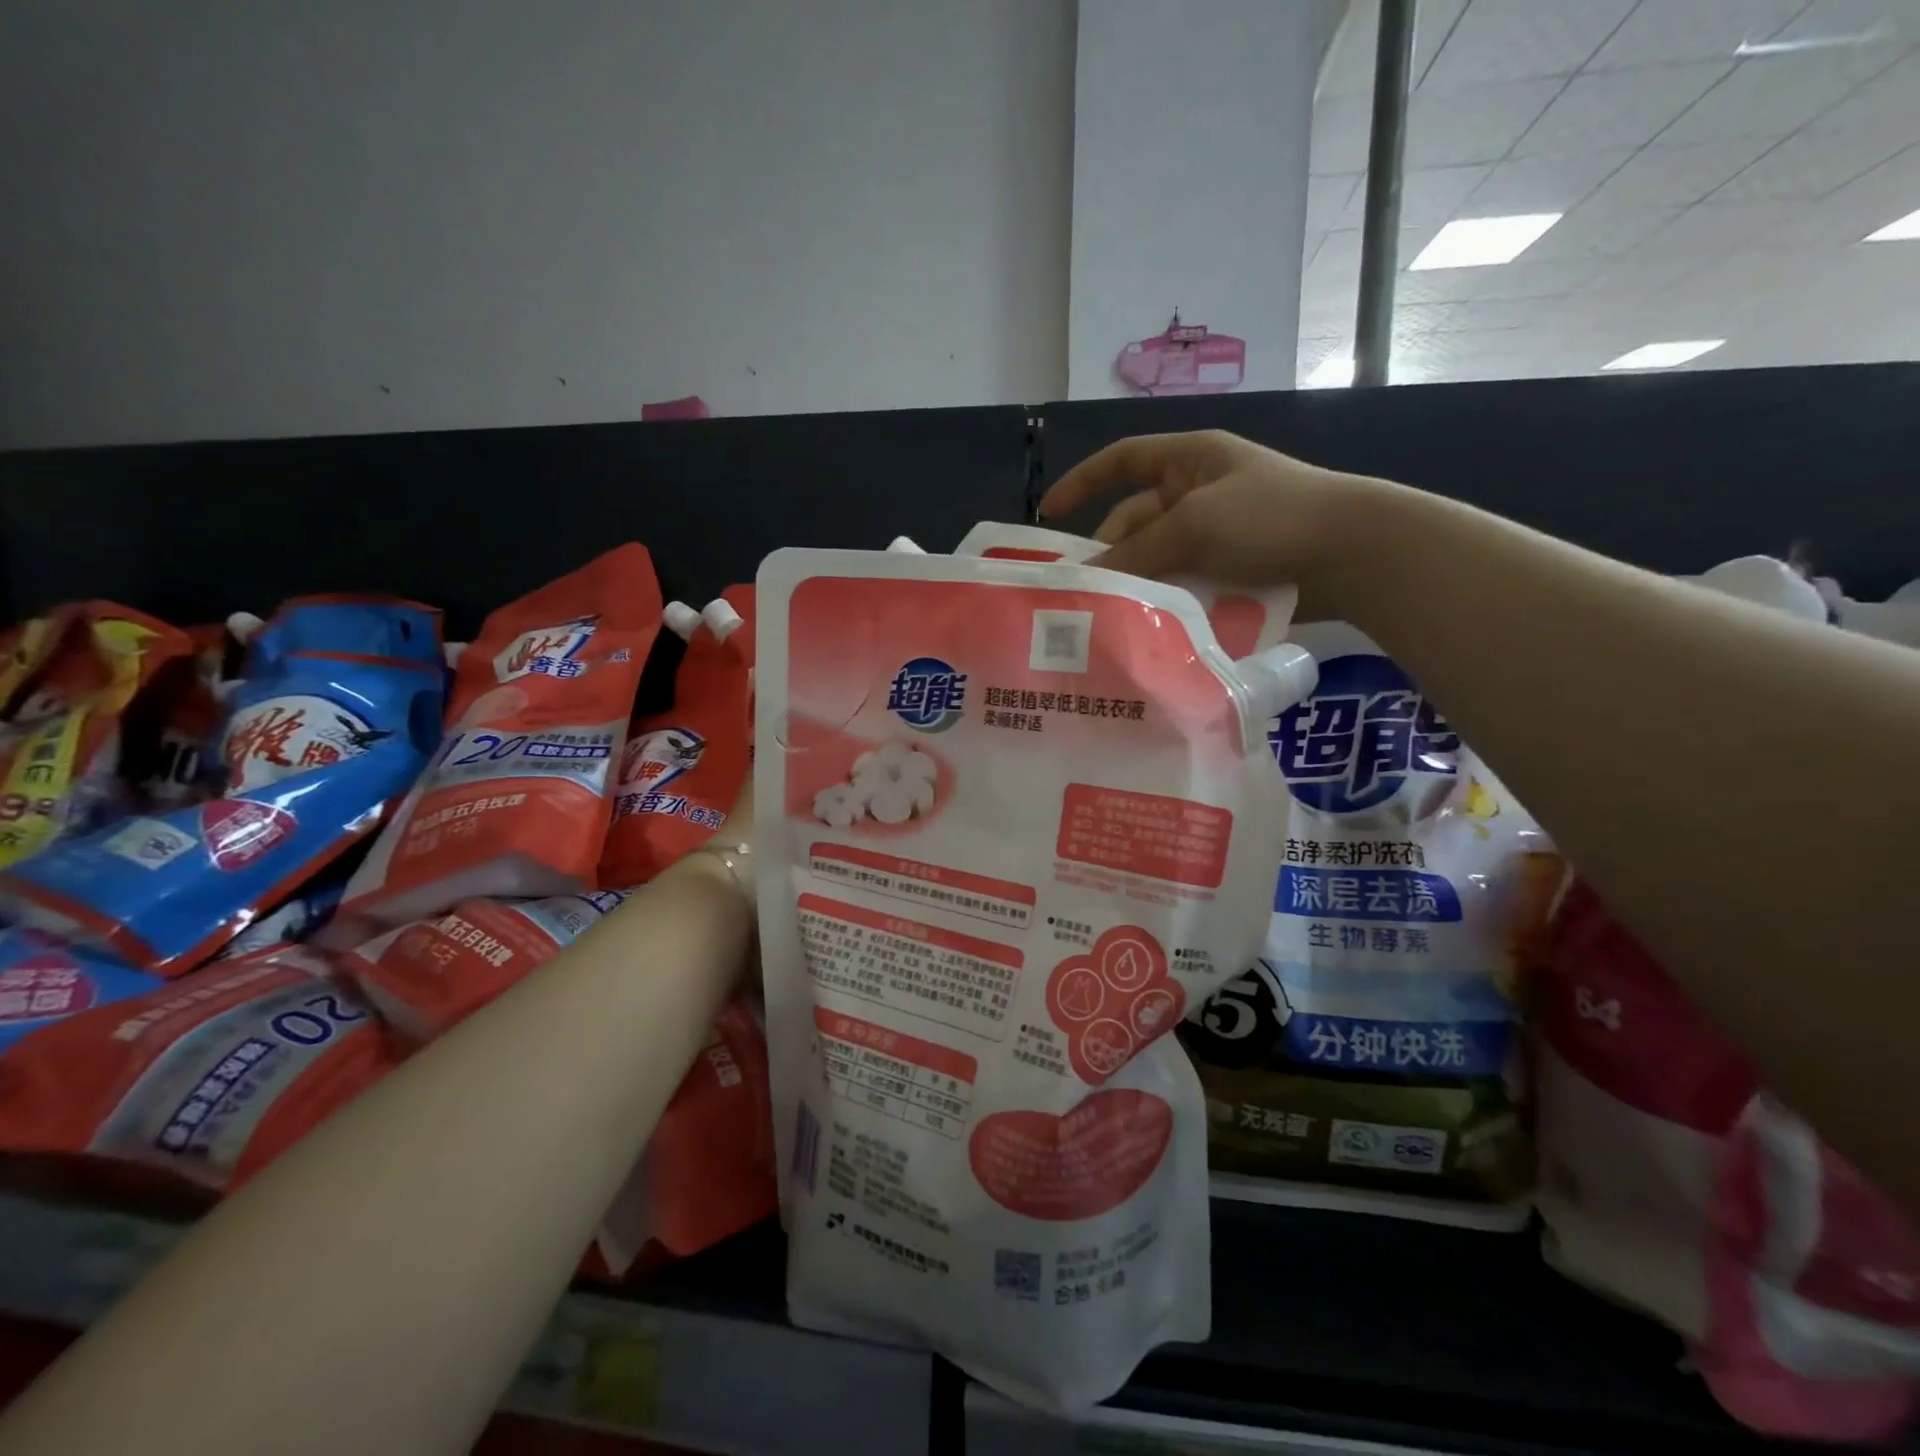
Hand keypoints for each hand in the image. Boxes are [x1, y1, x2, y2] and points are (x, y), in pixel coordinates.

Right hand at [1038, 430, 1392, 618]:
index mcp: (1189, 460)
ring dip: (1137, 583)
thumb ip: (1136, 550)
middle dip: (1111, 552)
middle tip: (1083, 593)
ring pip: (1156, 558)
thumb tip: (1087, 577)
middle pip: (1135, 521)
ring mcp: (1214, 534)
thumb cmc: (1268, 516)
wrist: (1350, 552)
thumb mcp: (1194, 525)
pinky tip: (1147, 624)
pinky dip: (1164, 600)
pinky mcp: (1228, 571)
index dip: (1083, 482)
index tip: (1048, 514)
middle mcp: (1196, 493)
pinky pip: (1182, 583)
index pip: (1123, 460)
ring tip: (1110, 615)